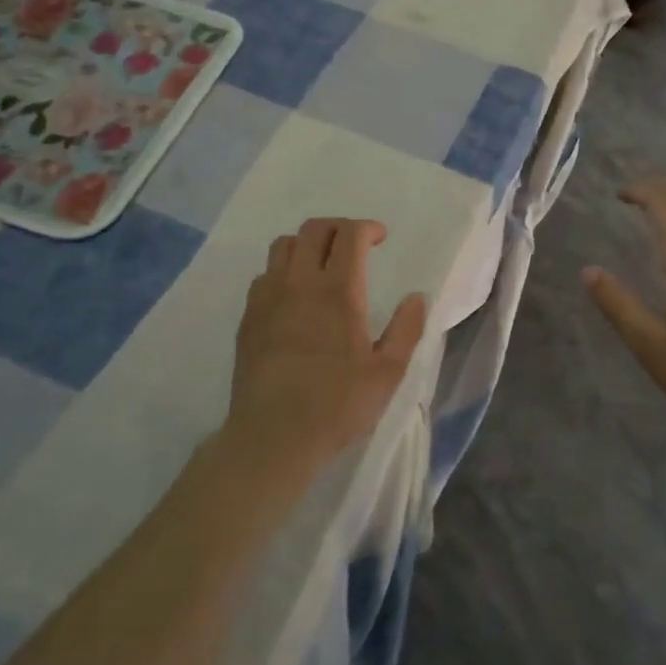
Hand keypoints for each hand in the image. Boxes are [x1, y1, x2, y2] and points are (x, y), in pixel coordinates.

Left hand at [226, 218, 428, 481]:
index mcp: (338, 292)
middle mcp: (300, 284)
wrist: (272, 437)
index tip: (380, 238)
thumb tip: (417, 297)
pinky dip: (283, 272)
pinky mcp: (248, 318)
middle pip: (314, 229)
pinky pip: (264, 276)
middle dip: (338, 227)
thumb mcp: (388, 373)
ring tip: (322, 265)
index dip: (367, 227)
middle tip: (355, 245)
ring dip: (307, 244)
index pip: (349, 235)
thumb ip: (407, 329)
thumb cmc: (337, 405)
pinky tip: (294, 297)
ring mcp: (268, 299)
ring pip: (283, 246)